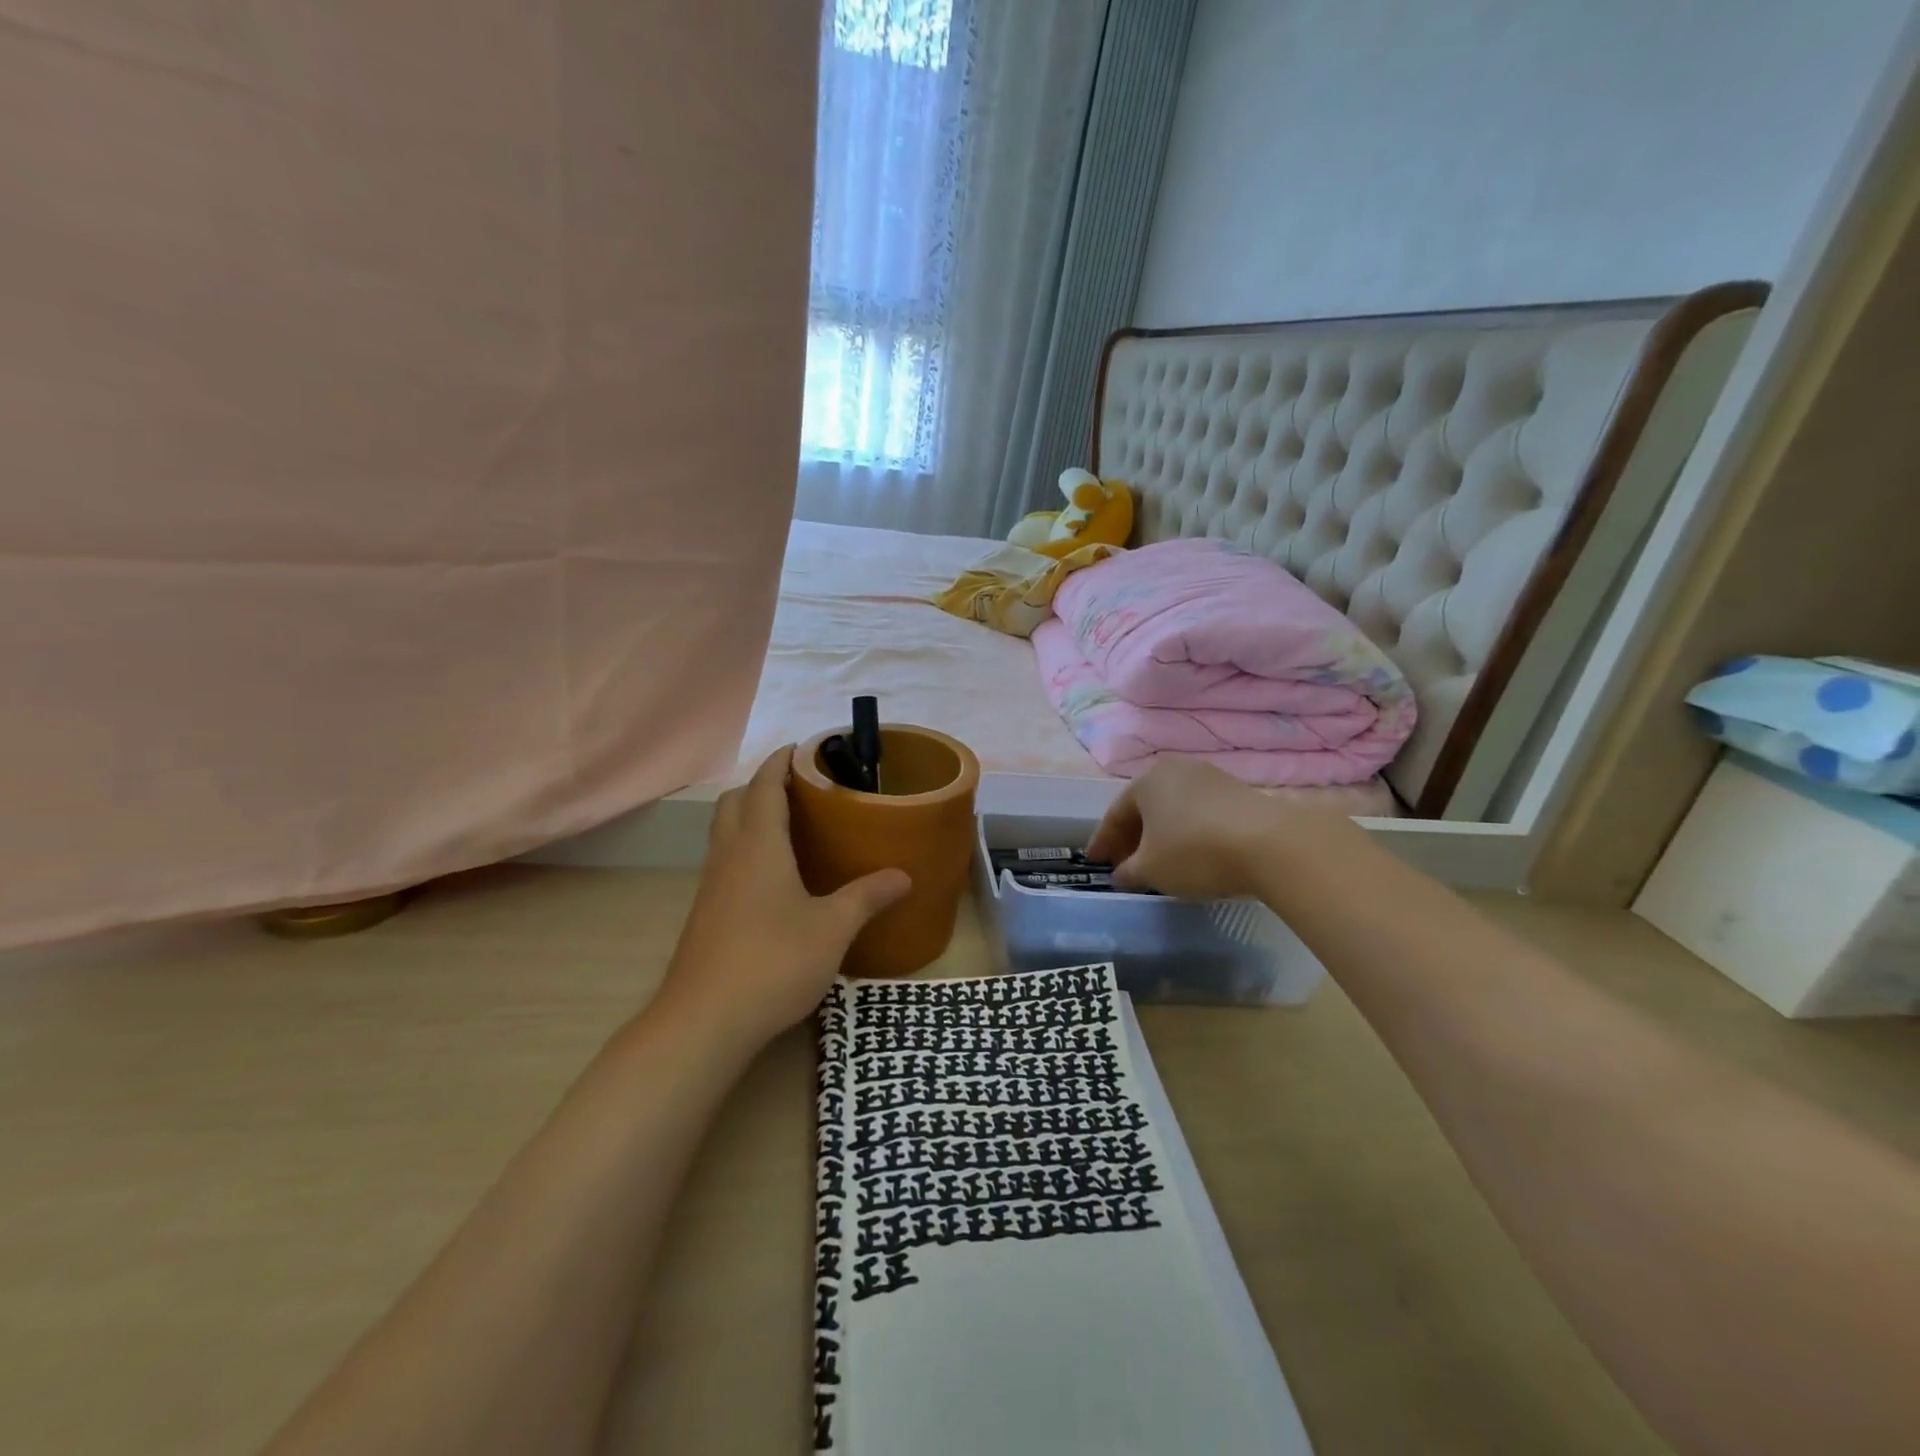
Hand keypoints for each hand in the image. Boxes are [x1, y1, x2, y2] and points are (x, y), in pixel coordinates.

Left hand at [656, 747, 910, 1050]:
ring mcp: (712, 886)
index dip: (780, 762)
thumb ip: (867, 896)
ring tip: (792, 827)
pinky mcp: (706, 914)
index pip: (764, 786)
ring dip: (751, 816)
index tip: (802, 748)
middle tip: (801, 789)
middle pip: (736, 801)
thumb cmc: (773, 961)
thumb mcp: (832, 928)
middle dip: (763, 785)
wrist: (704, 1021)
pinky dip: (747, 849)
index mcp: (758, 845)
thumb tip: (903, 876)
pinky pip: (726, 861)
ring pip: (726, 832)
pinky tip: (776, 879)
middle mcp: (729, 856)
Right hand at [1087, 759, 1355, 898]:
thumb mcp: (1151, 870)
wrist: (1271, 844)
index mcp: (1146, 781)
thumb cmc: (1195, 852)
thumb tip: (1121, 874)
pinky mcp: (1239, 794)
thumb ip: (1129, 871)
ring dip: (1161, 835)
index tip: (1094, 862)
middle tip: (1122, 863)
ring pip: (1174, 810)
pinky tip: (1191, 855)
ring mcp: (1211, 779)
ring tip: (1157, 862)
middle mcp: (1176, 770)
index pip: (1115, 813)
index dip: (1102, 841)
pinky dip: (1187, 834)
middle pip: (1145, 807)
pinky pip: (1199, 814)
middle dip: (1132, 837)